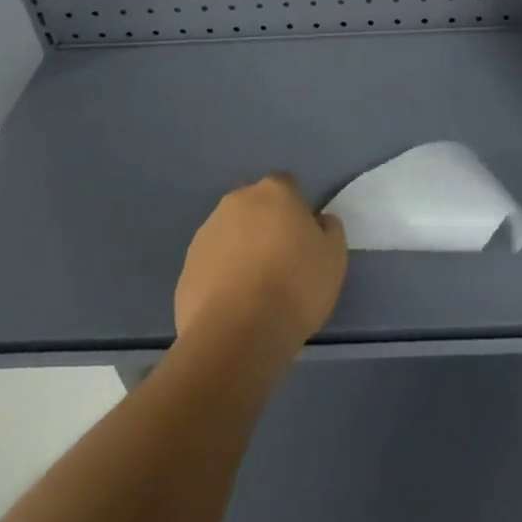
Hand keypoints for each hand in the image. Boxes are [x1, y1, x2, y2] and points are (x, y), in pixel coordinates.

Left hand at [175, 174, 347, 356]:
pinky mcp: (186, 268)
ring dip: (241, 252)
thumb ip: (329, 229)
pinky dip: (222, 278)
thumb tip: (318, 222)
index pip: (288, 187)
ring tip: (255, 292)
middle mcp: (236, 202)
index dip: (297, 211)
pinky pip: (211, 266)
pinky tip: (234, 308)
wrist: (235, 335)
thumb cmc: (295, 286)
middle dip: (266, 227)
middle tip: (281, 264)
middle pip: (255, 208)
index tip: (303, 240)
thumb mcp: (334, 257)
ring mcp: (206, 234)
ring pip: (230, 235)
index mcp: (274, 191)